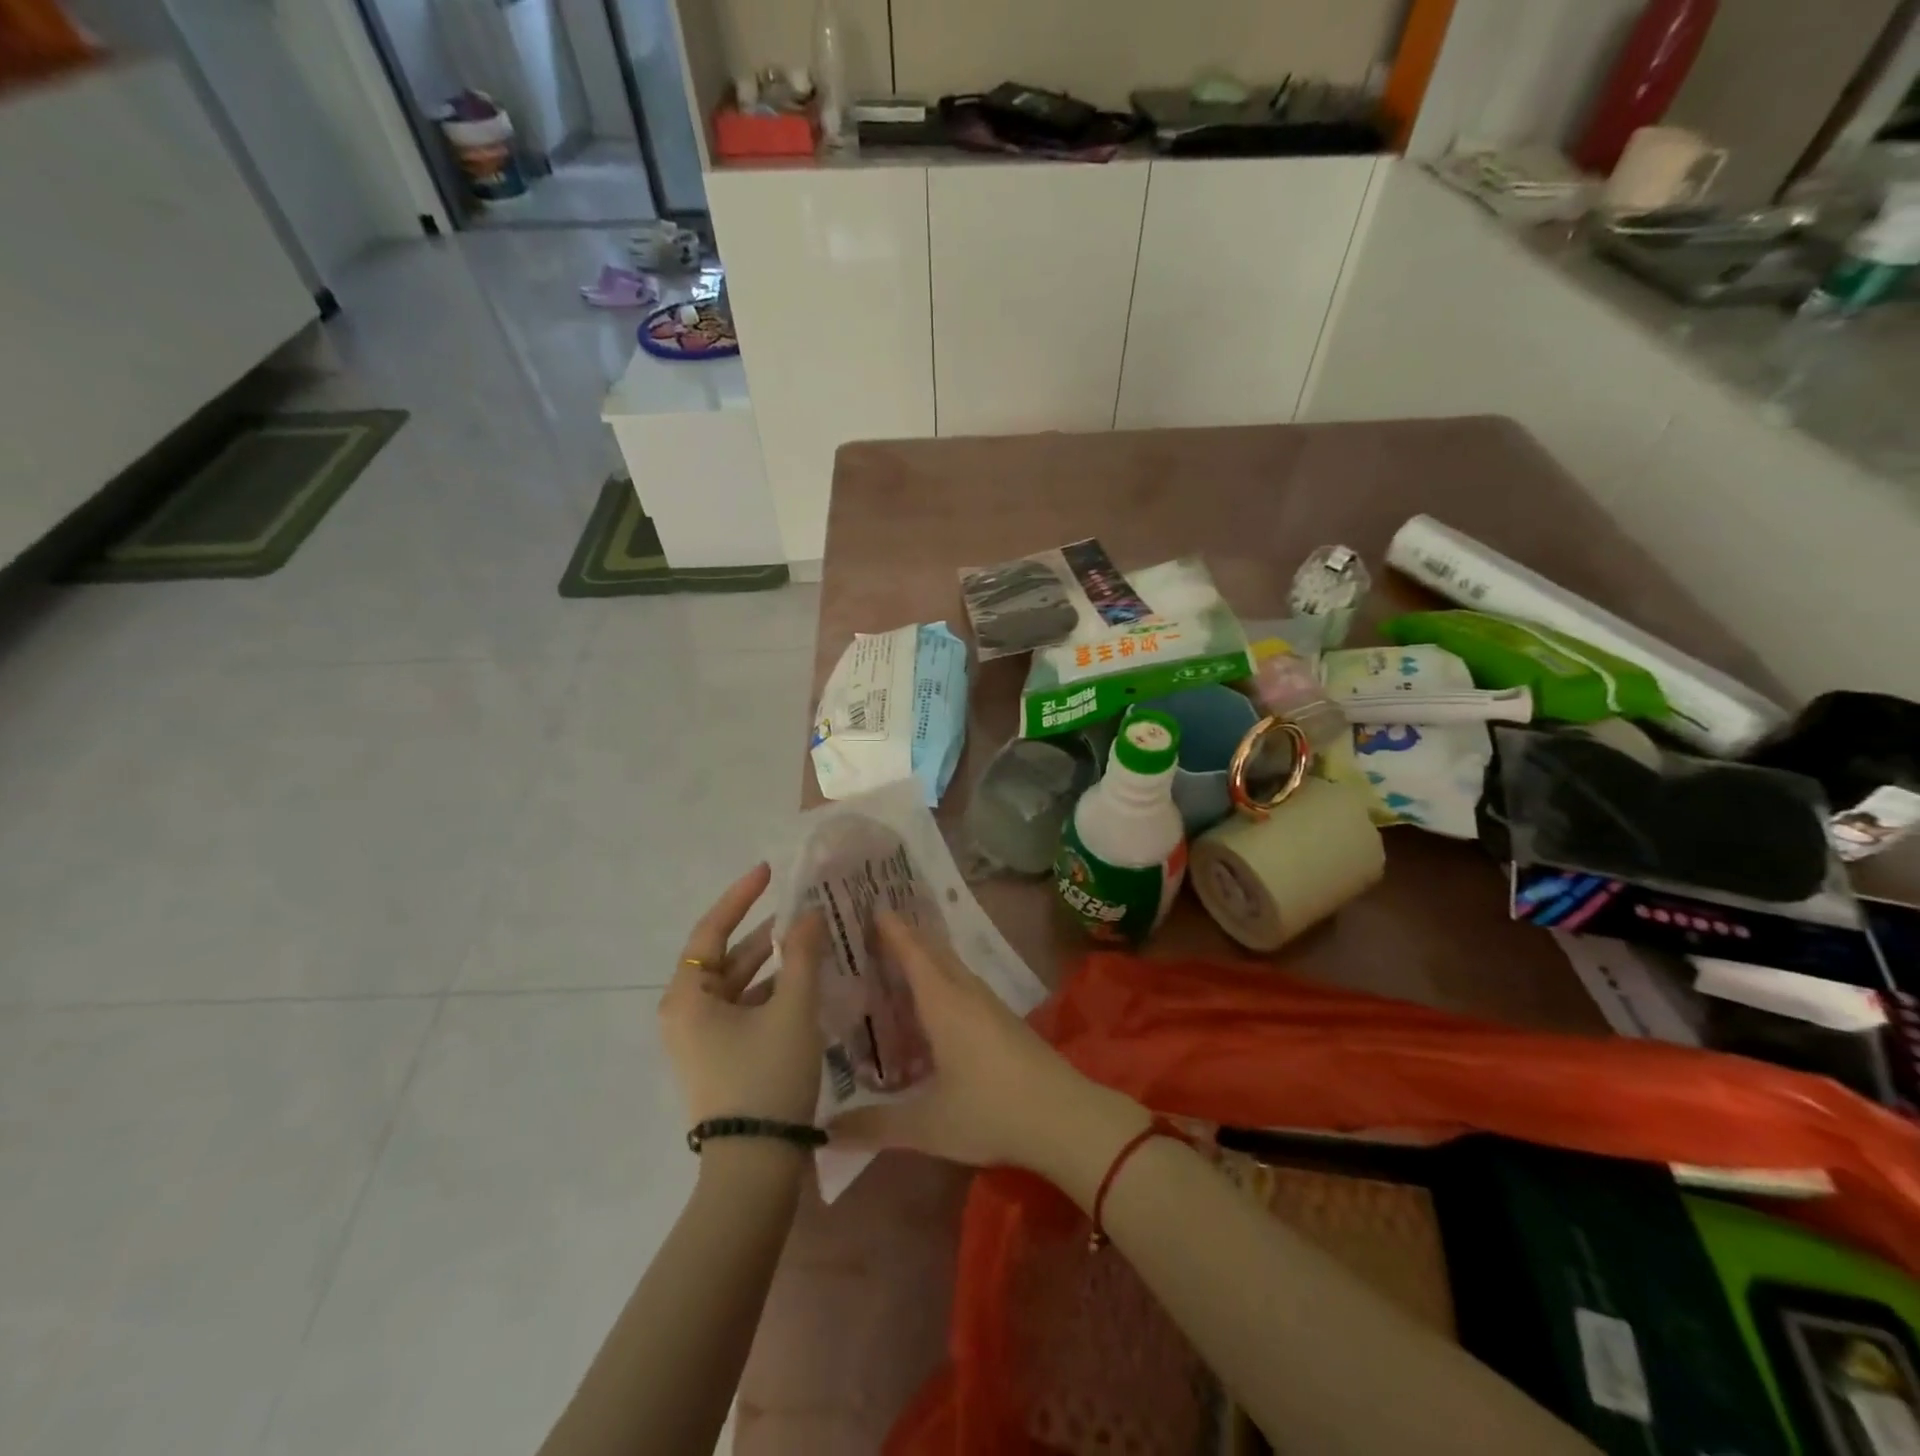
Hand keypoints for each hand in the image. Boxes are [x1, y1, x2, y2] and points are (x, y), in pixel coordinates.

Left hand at [659, 863, 825, 1129]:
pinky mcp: (718, 1058)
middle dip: (763, 932)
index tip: (768, 871)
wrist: (754, 1167)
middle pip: (723, 956)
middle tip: (801, 908)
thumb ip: (802, 955)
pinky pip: (743, 1010)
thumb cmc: (766, 1077)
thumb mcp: (792, 1009)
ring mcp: (700, 1039)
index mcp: (687, 996)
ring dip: (771, 963)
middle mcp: (685, 1013)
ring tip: (810, 941)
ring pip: (737, 985)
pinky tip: (804, 984)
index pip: (711, 929)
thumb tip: (809, 914)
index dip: (740, 896)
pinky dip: (770, 992)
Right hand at [828, 912, 1144, 1175]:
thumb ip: (874, 1126)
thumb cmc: (990, 1111)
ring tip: (896, 961)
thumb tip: (826, 1132)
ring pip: (951, 968)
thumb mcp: (927, 1125)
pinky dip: (941, 980)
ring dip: (926, 958)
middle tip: (873, 928)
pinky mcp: (1004, 1020)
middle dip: (906, 937)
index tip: (871, 905)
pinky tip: (932, 1005)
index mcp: (944, 1003)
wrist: (1065, 1117)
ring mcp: (989, 1005)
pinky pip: (963, 985)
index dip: (892, 929)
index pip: (913, 953)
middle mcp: (966, 993)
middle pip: (933, 952)